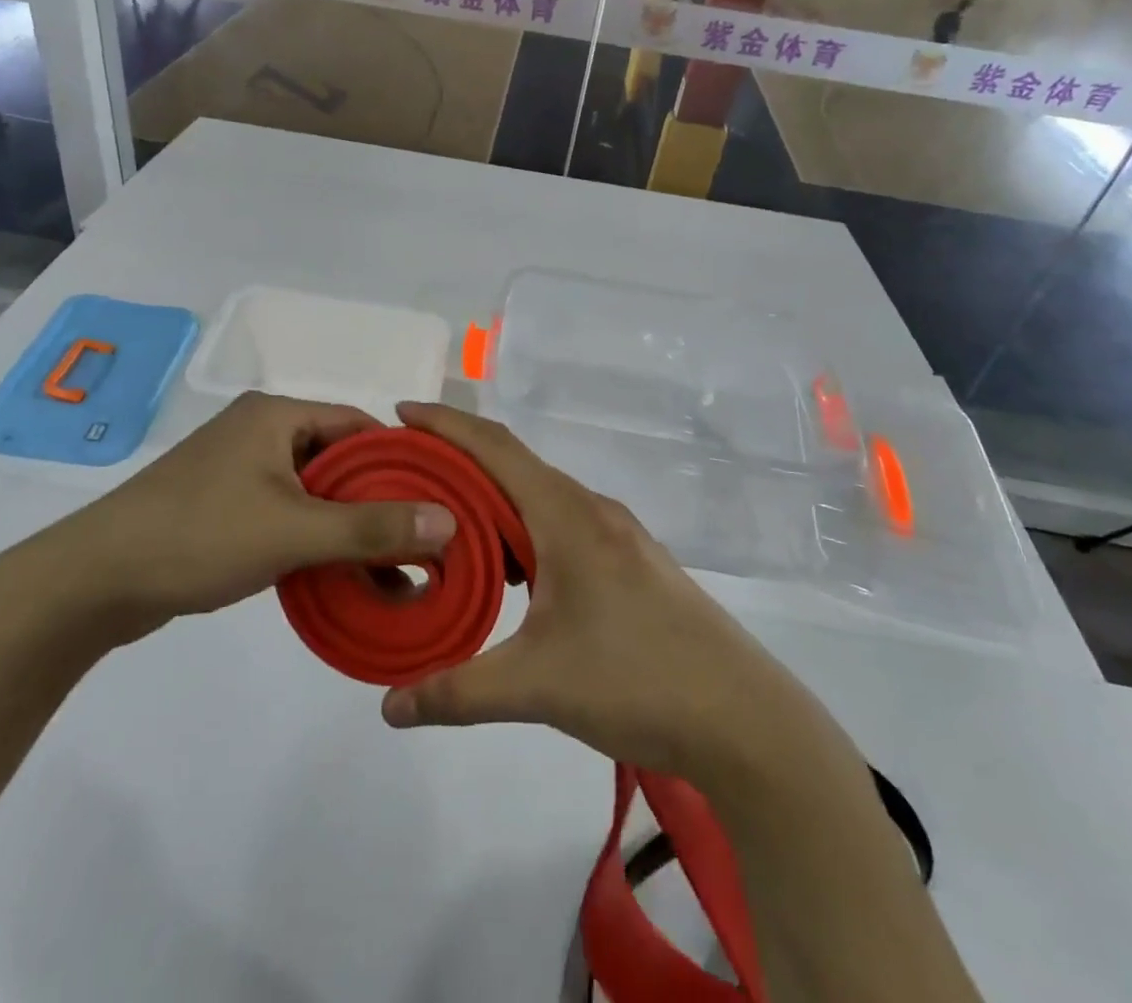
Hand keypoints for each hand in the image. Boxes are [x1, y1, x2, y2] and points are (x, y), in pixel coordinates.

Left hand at [41, 393, 456, 635]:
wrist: (94, 581)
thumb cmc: (199, 536)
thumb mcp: (293, 531)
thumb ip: (371, 527)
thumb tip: (448, 521)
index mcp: (276, 414)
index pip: (359, 424)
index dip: (400, 460)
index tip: (435, 498)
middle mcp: (260, 431)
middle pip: (338, 457)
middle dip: (376, 499)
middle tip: (417, 539)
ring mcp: (238, 468)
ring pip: (313, 489)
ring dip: (346, 523)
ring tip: (386, 564)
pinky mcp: (223, 503)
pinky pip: (286, 510)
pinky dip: (313, 536)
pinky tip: (336, 571)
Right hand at [380, 403, 795, 782]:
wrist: (743, 716)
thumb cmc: (637, 681)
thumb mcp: (537, 686)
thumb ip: (457, 692)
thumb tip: (388, 708)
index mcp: (566, 514)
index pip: (495, 448)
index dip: (445, 424)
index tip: (400, 414)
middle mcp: (590, 509)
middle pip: (513, 464)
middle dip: (457, 459)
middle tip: (406, 472)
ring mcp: (616, 533)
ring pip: (538, 495)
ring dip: (491, 497)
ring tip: (443, 519)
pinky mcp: (629, 560)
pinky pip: (559, 521)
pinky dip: (520, 526)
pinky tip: (506, 566)